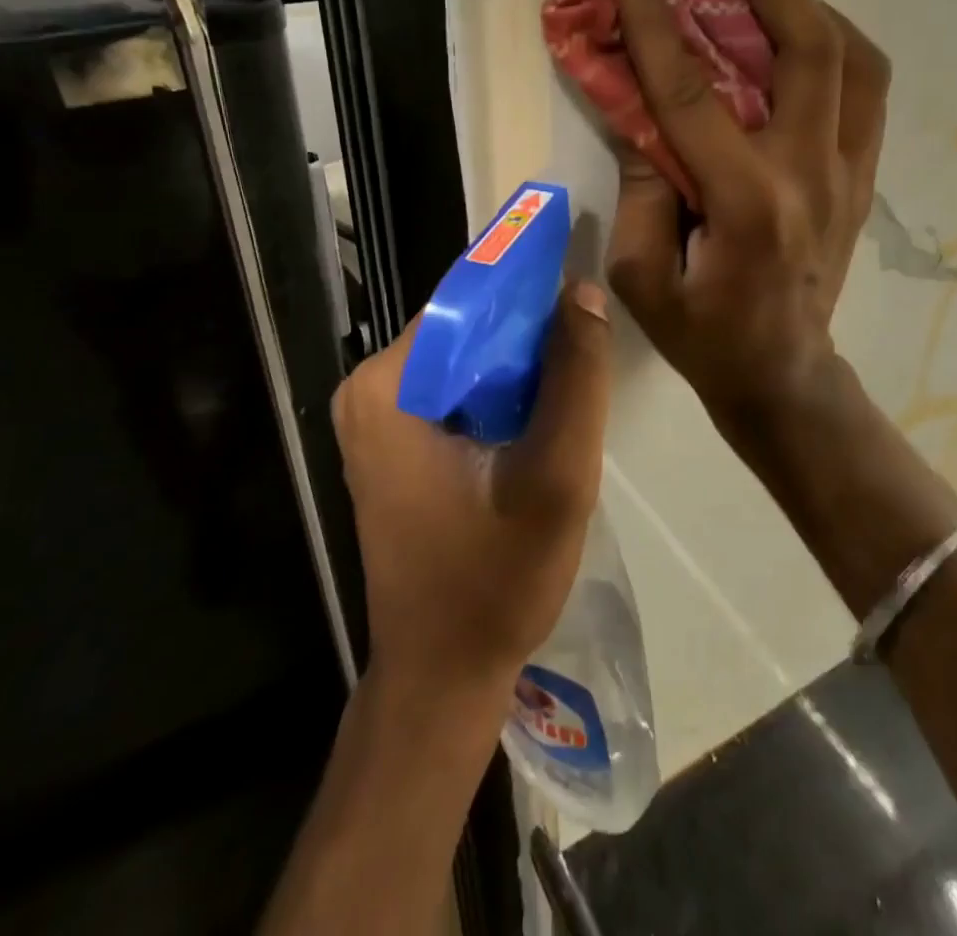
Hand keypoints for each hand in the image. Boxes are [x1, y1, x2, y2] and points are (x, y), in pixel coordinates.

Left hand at [330, 282, 612, 693]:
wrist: (443, 677)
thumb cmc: (494, 580)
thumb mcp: (556, 475)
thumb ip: (577, 378)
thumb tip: (583, 291)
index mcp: (388, 386)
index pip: (465, 300)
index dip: (527, 286)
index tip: (579, 280)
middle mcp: (370, 391)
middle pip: (464, 328)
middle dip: (527, 332)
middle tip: (587, 344)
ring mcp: (378, 419)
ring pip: (466, 359)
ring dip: (520, 365)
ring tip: (574, 379)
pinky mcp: (394, 444)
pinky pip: (457, 390)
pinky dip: (501, 393)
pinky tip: (541, 415)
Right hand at [607, 0, 889, 445]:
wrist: (784, 376)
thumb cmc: (704, 337)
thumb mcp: (642, 277)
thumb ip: (641, 190)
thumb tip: (644, 119)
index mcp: (747, 203)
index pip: (694, 93)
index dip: (658, 25)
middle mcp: (811, 174)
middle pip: (808, 49)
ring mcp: (850, 173)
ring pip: (856, 59)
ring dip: (811, 3)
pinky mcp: (863, 178)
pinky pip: (865, 90)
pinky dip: (836, 45)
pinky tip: (801, 32)